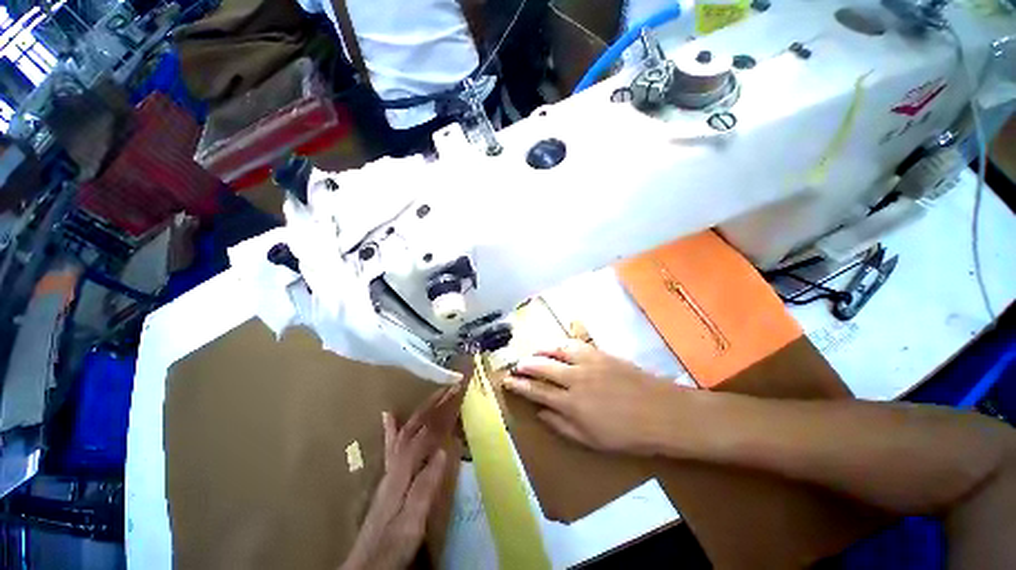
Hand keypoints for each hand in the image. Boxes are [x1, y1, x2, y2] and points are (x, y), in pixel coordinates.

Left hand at [342, 385, 462, 569]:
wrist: (366, 565)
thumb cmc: (392, 544)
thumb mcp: (413, 520)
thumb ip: (426, 486)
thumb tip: (443, 450)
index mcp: (404, 471)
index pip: (427, 432)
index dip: (443, 410)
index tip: (457, 390)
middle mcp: (395, 463)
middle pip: (416, 426)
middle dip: (434, 403)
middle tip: (450, 386)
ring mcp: (390, 469)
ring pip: (406, 431)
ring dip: (421, 410)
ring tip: (433, 394)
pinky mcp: (388, 477)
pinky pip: (390, 446)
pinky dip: (391, 428)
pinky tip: (388, 415)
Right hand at [503, 340, 678, 453]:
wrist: (663, 413)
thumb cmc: (627, 435)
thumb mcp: (591, 440)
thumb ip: (561, 425)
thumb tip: (540, 412)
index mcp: (571, 403)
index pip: (536, 391)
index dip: (519, 385)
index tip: (507, 381)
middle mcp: (574, 378)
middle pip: (542, 366)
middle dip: (525, 365)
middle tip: (516, 365)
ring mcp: (588, 362)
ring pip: (556, 350)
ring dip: (541, 350)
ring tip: (533, 353)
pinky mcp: (600, 353)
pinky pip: (575, 343)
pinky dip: (561, 343)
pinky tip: (557, 345)